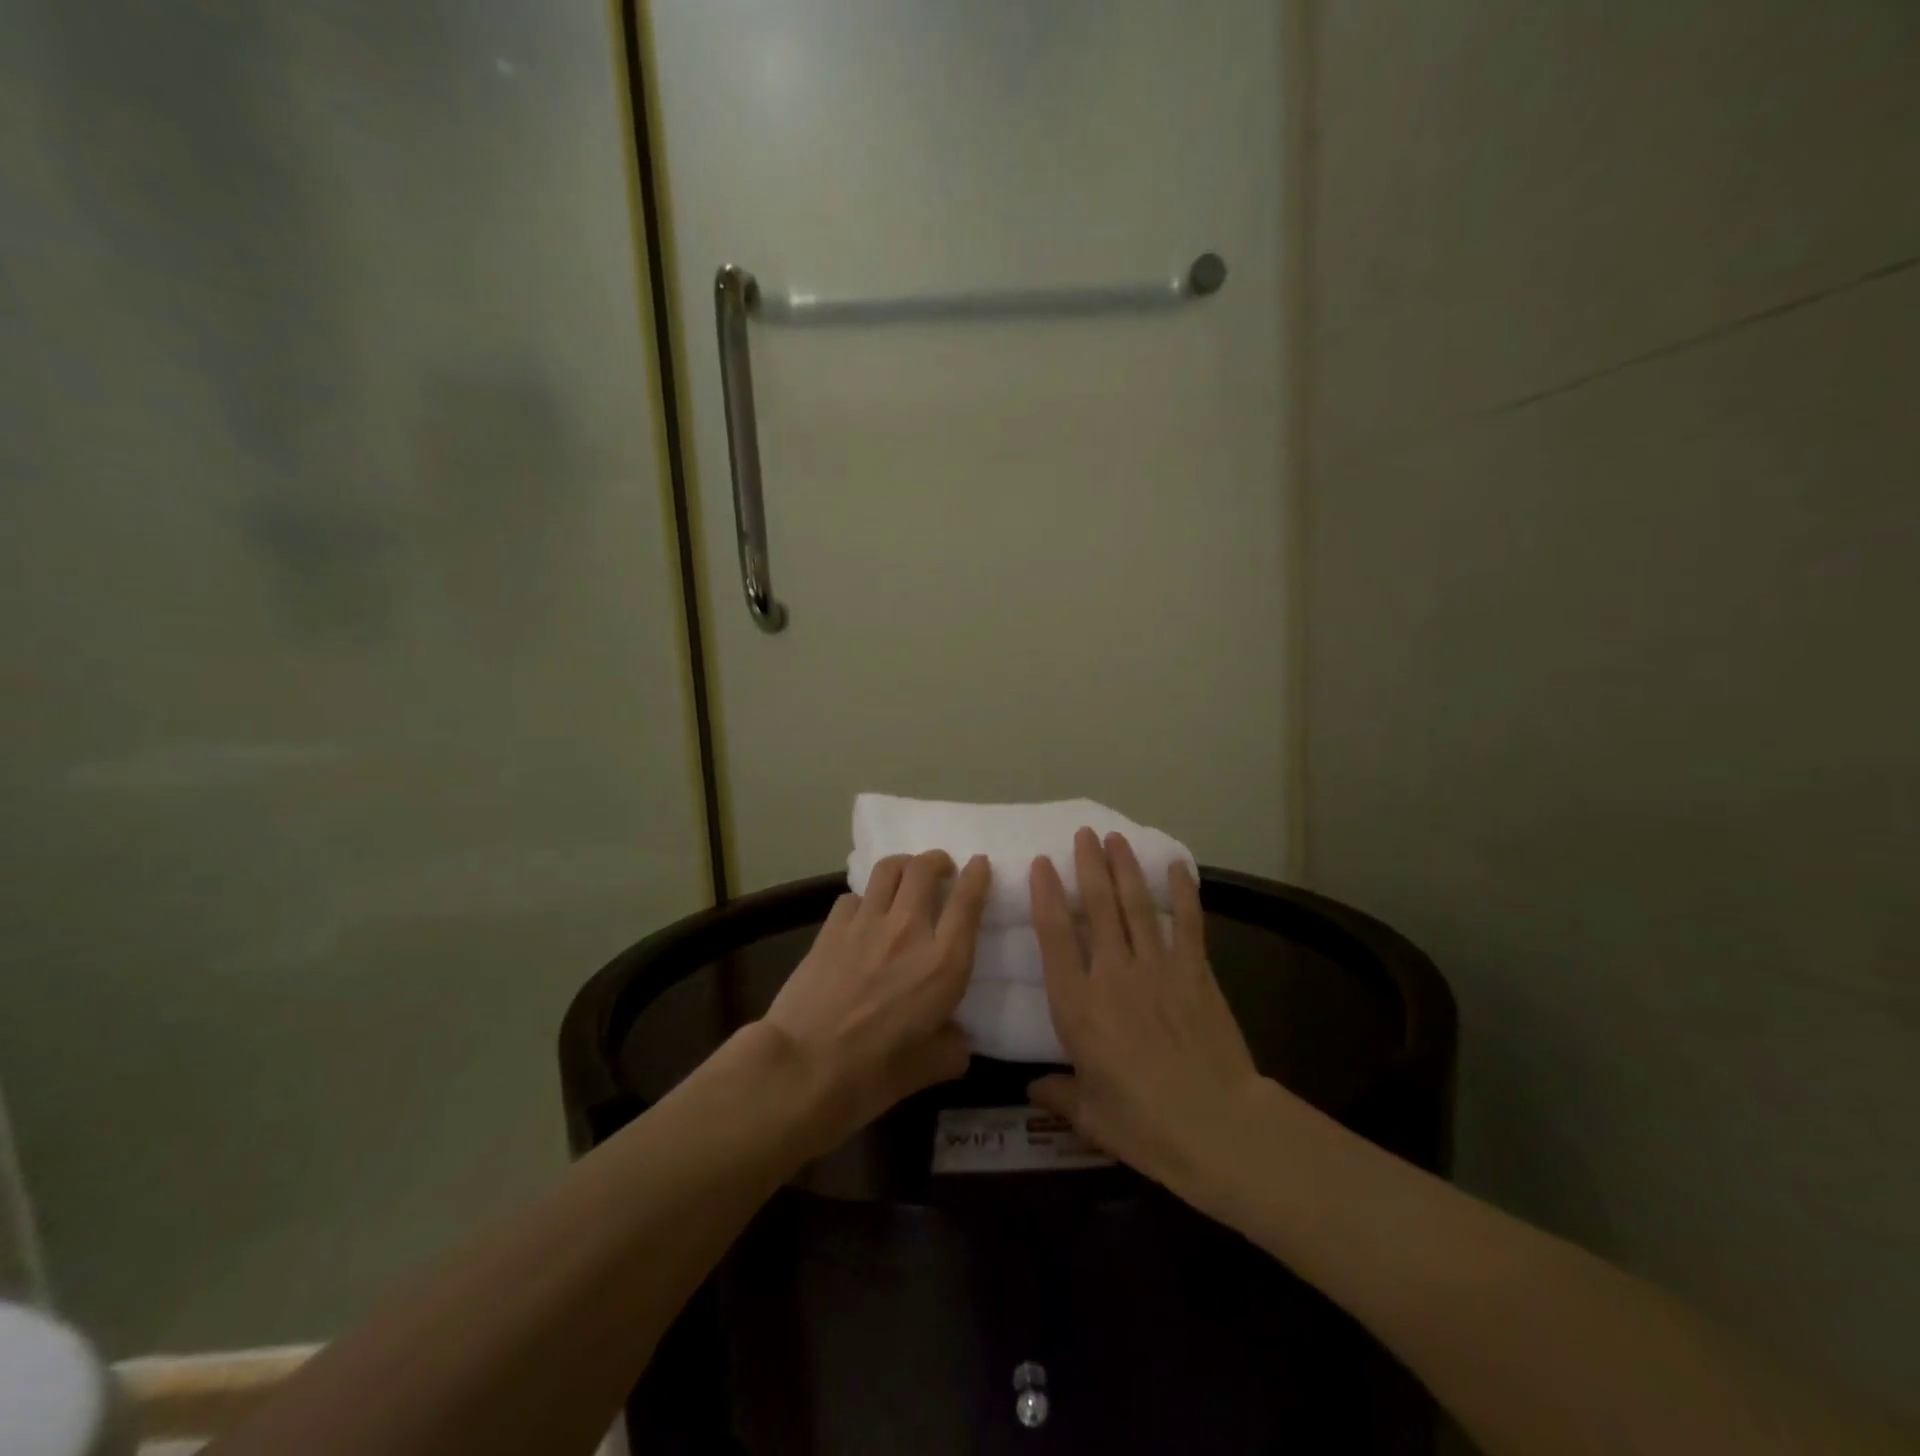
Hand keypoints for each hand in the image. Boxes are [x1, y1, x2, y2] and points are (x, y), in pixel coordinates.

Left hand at [763, 850, 990, 1143]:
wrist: (803, 1068)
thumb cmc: (873, 1074)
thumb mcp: (930, 1068)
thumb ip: (953, 1046)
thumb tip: (958, 1039)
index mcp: (944, 963)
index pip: (968, 901)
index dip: (977, 875)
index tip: (979, 864)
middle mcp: (909, 930)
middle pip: (925, 868)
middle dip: (937, 860)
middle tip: (941, 870)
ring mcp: (867, 924)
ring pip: (889, 868)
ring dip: (903, 865)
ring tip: (906, 876)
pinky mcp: (832, 928)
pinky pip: (854, 896)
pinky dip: (864, 899)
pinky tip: (862, 916)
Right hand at [1027, 829, 1266, 1199]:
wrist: (1216, 1126)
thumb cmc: (1143, 1124)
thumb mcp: (1089, 1116)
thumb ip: (1058, 1093)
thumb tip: (1032, 1088)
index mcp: (1078, 1006)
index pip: (1054, 936)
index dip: (1045, 895)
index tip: (1041, 864)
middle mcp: (1112, 974)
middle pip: (1097, 907)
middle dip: (1088, 865)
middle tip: (1083, 834)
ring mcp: (1157, 968)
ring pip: (1136, 905)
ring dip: (1125, 868)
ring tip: (1115, 838)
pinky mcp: (1195, 972)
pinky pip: (1187, 923)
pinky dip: (1183, 892)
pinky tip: (1177, 866)